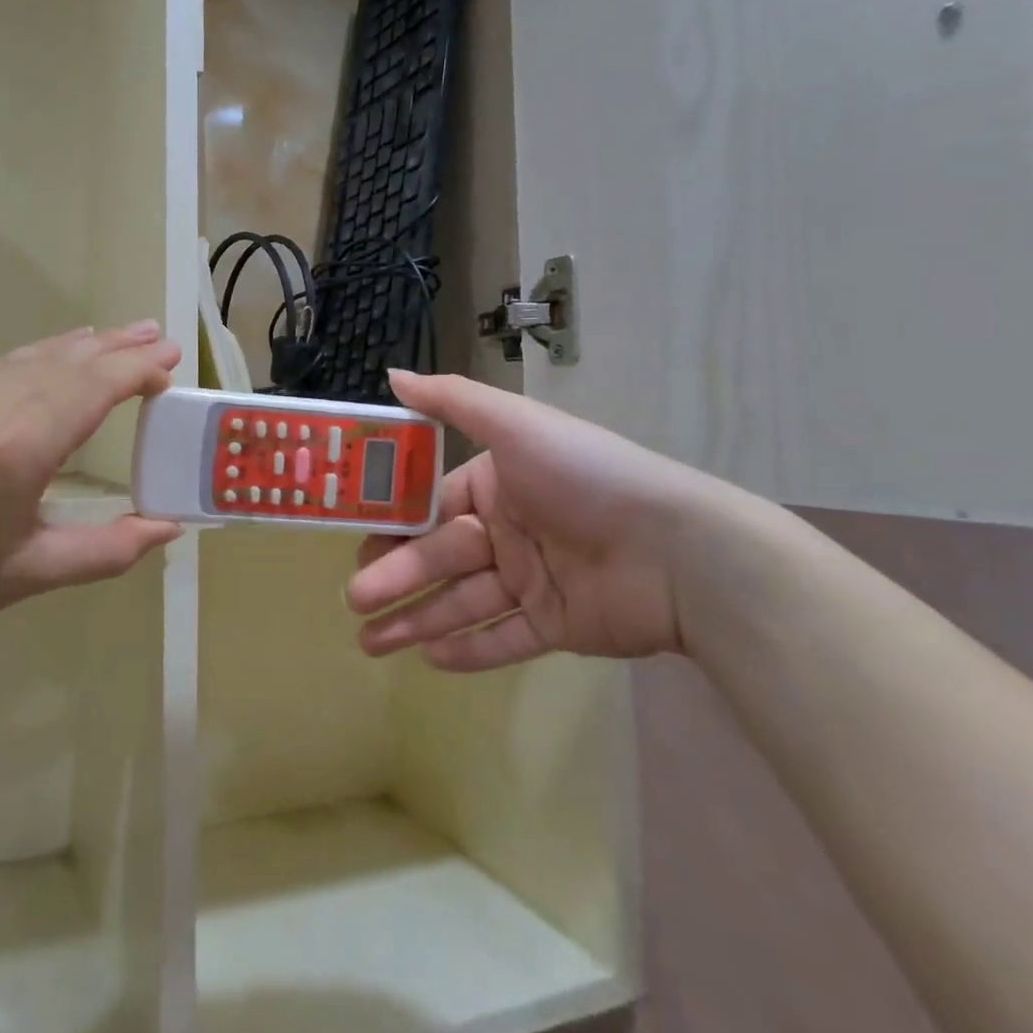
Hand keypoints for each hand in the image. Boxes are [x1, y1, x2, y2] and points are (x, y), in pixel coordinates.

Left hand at [0, 322, 182, 656]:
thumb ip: (109, 550)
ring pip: (37, 354)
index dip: (138, 371)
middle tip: (162, 340)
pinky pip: (4, 362)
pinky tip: (60, 352)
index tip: (172, 368)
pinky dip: (44, 353)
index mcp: (21, 445)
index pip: (96, 386)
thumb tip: (169, 528)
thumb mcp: (30, 575)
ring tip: (125, 335)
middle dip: (121, 348)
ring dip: (85, 345)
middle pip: (71, 360)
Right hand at [348, 370, 741, 670]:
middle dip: (394, 578)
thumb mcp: (514, 425)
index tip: (354, 539)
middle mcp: (509, 531)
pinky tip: (427, 658)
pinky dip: (467, 649)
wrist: (679, 550)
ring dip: (415, 620)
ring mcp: (532, 582)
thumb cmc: (585, 477)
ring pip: (461, 603)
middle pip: (439, 558)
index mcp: (496, 485)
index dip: (392, 523)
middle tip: (353, 600)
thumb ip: (450, 401)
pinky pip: (504, 639)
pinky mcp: (556, 627)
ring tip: (370, 643)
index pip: (431, 506)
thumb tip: (392, 375)